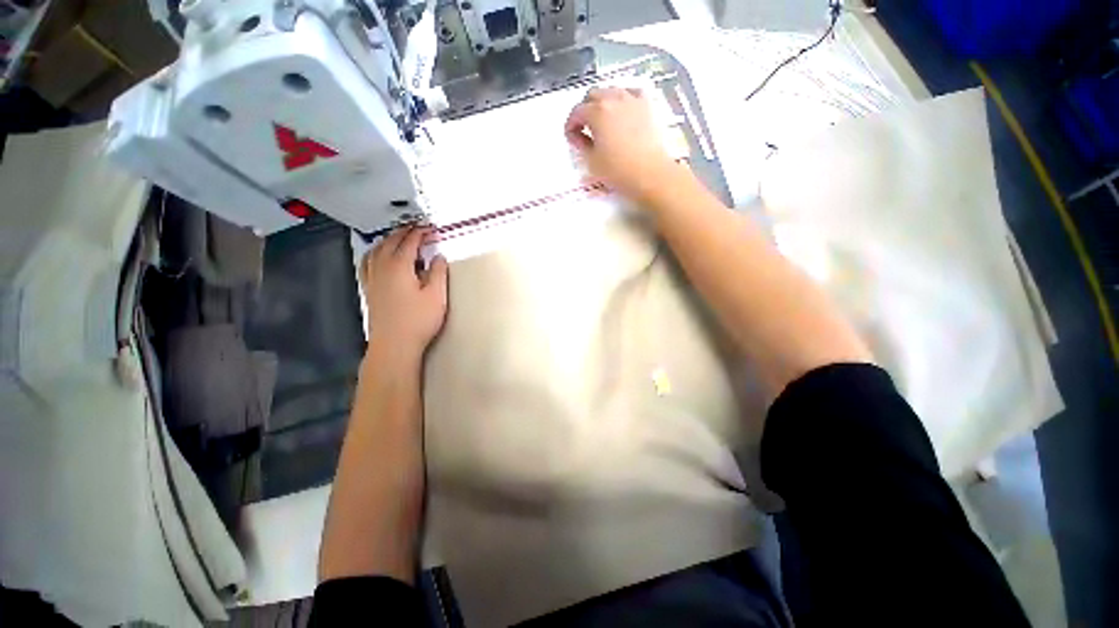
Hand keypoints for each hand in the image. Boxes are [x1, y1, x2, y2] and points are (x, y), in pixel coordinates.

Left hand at [360, 226, 448, 361]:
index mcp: (399, 267)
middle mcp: (381, 268)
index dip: (421, 233)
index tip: (431, 229)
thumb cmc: (418, 321)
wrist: (394, 345)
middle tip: (419, 229)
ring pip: (376, 250)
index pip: (409, 242)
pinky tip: (378, 256)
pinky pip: (367, 262)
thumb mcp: (436, 296)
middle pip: (391, 242)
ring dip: (389, 240)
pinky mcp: (369, 289)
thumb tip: (438, 257)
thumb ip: (438, 273)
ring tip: (400, 238)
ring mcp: (372, 278)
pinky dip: (375, 253)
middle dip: (405, 232)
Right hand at [565, 87, 681, 202]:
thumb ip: (582, 144)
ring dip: (602, 103)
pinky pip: (630, 93)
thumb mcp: (592, 161)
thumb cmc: (618, 171)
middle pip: (592, 95)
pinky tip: (622, 112)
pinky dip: (622, 100)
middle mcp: (613, 98)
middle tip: (585, 129)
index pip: (576, 112)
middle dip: (584, 110)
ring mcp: (632, 99)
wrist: (650, 174)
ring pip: (611, 91)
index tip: (571, 139)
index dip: (570, 126)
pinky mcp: (646, 106)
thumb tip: (578, 136)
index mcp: (596, 112)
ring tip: (602, 122)